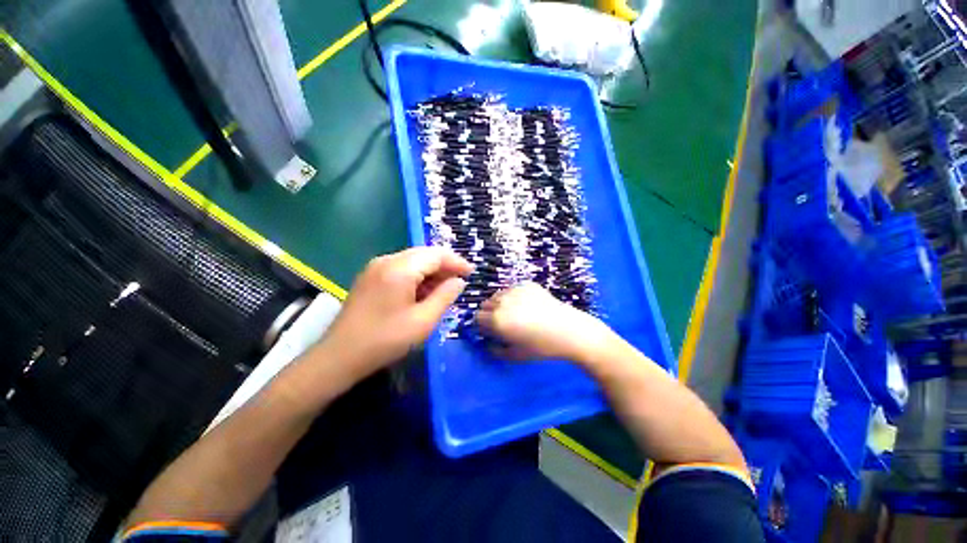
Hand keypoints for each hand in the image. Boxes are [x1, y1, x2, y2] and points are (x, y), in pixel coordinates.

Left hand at [320, 247, 471, 375]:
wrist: (339, 356)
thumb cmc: (385, 340)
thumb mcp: (423, 321)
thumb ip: (445, 296)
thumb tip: (459, 281)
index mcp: (400, 269)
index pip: (436, 254)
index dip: (456, 262)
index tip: (471, 273)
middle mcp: (386, 260)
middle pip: (424, 254)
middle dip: (445, 266)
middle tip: (460, 282)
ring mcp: (376, 267)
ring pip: (413, 260)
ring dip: (431, 272)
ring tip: (444, 290)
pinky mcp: (370, 277)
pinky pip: (401, 269)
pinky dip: (417, 277)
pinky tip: (423, 292)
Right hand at [476, 282, 611, 362]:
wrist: (569, 331)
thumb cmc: (542, 347)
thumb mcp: (515, 355)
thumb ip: (495, 350)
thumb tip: (487, 343)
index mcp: (496, 320)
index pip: (477, 318)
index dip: (482, 326)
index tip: (491, 331)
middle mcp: (502, 302)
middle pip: (485, 304)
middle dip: (490, 313)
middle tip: (503, 323)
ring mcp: (515, 290)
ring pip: (498, 295)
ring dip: (500, 303)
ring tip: (515, 312)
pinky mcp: (527, 284)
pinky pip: (513, 289)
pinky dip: (514, 296)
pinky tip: (528, 305)